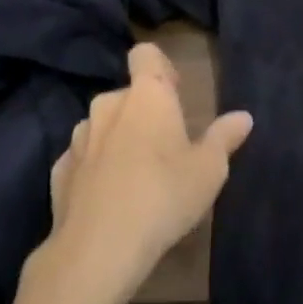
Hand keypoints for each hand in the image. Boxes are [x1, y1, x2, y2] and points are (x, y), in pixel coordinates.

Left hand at [45, 43, 252, 292]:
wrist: (98, 249)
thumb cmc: (164, 195)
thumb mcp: (209, 169)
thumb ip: (225, 138)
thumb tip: (243, 117)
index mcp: (147, 96)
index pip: (146, 54)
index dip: (160, 67)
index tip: (175, 93)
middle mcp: (108, 106)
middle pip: (127, 96)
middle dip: (143, 113)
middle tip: (165, 147)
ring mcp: (78, 139)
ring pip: (102, 126)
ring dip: (118, 140)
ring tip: (136, 176)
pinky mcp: (59, 172)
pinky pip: (83, 159)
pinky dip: (95, 169)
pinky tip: (109, 199)